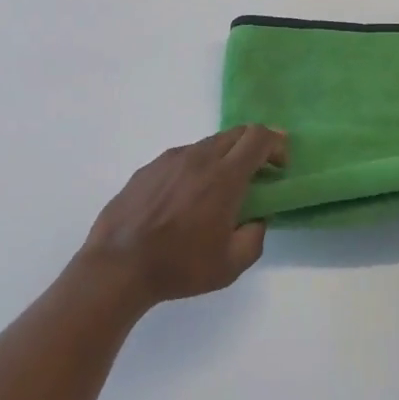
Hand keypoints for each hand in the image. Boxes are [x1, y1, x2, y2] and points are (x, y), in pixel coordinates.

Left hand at [81, 126, 286, 307]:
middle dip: (254, 146)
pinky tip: (186, 197)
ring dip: (224, 157)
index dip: (276, 144)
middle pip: (235, 133)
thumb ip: (254, 237)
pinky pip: (182, 157)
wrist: (118, 265)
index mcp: (223, 177)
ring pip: (207, 144)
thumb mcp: (230, 265)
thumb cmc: (179, 266)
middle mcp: (198, 158)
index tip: (280, 165)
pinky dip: (196, 167)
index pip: (258, 137)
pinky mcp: (148, 167)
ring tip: (220, 190)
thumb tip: (256, 219)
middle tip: (259, 173)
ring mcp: (169, 159)